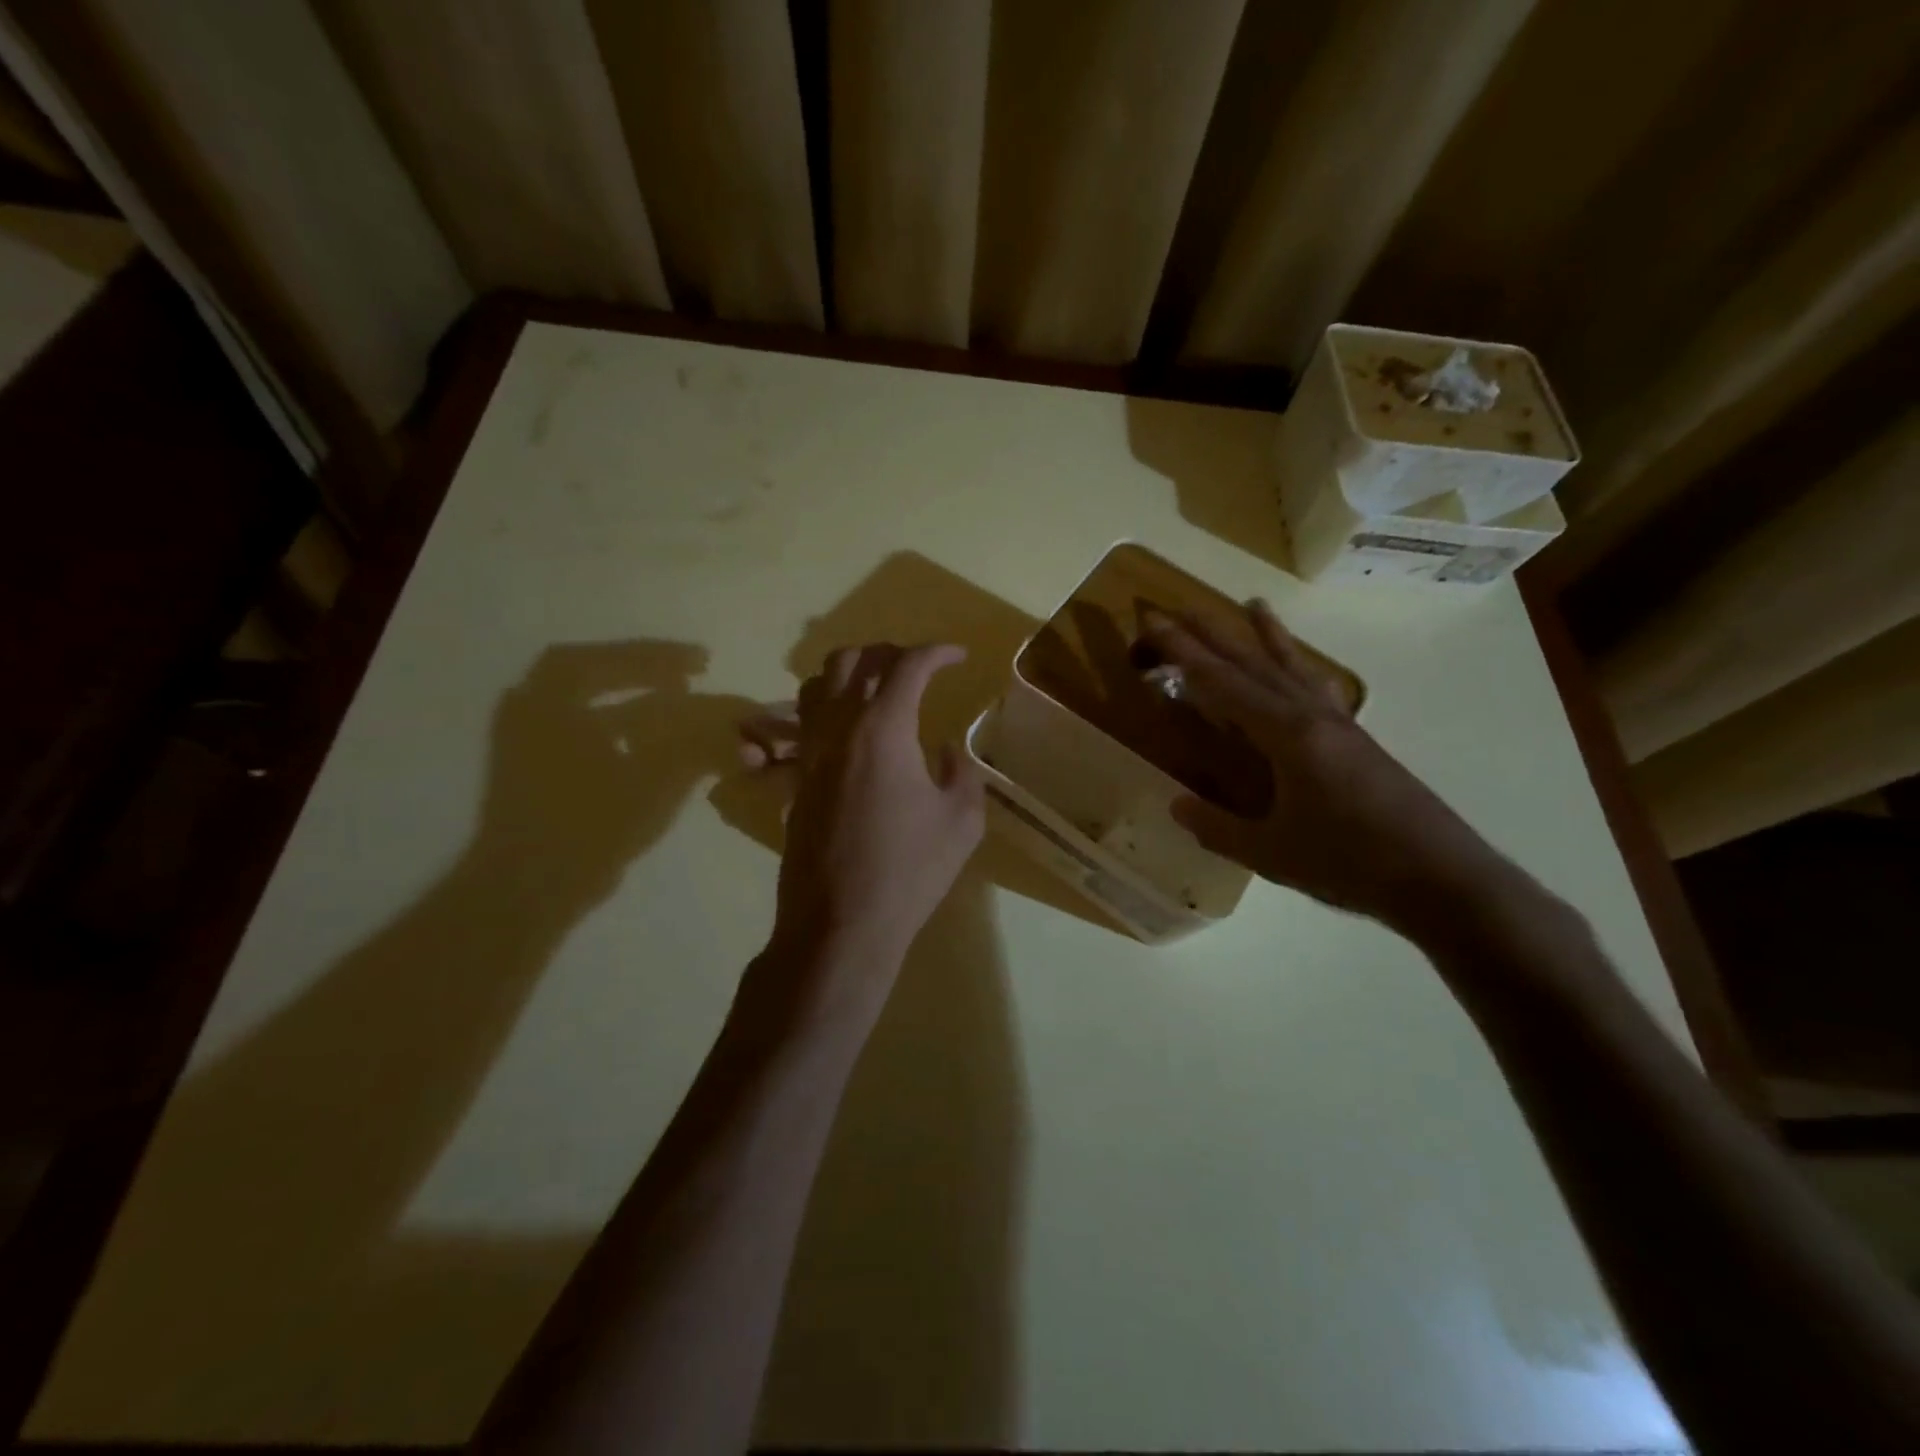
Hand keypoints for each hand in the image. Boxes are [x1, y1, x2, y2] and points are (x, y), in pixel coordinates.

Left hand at [737, 643, 984, 1010]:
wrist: (840, 923)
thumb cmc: (909, 871)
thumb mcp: (961, 822)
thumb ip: (960, 772)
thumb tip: (945, 750)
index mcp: (882, 729)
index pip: (907, 666)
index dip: (936, 653)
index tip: (957, 657)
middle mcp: (838, 729)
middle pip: (850, 661)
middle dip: (885, 652)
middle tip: (914, 667)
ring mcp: (809, 754)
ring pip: (815, 686)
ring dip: (848, 675)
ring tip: (877, 690)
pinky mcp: (795, 780)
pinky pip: (803, 724)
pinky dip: (828, 710)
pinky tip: (851, 734)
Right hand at [1144, 601, 1516, 937]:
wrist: (1443, 879)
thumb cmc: (1350, 863)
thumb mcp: (1271, 853)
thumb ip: (1219, 828)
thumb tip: (1176, 805)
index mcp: (1288, 736)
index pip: (1224, 684)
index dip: (1185, 654)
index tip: (1156, 624)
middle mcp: (1313, 718)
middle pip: (1256, 664)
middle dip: (1216, 635)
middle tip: (1184, 607)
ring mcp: (1340, 726)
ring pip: (1295, 668)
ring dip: (1269, 636)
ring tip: (1254, 604)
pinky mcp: (1359, 742)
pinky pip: (1319, 690)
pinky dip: (1302, 669)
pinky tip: (1302, 670)